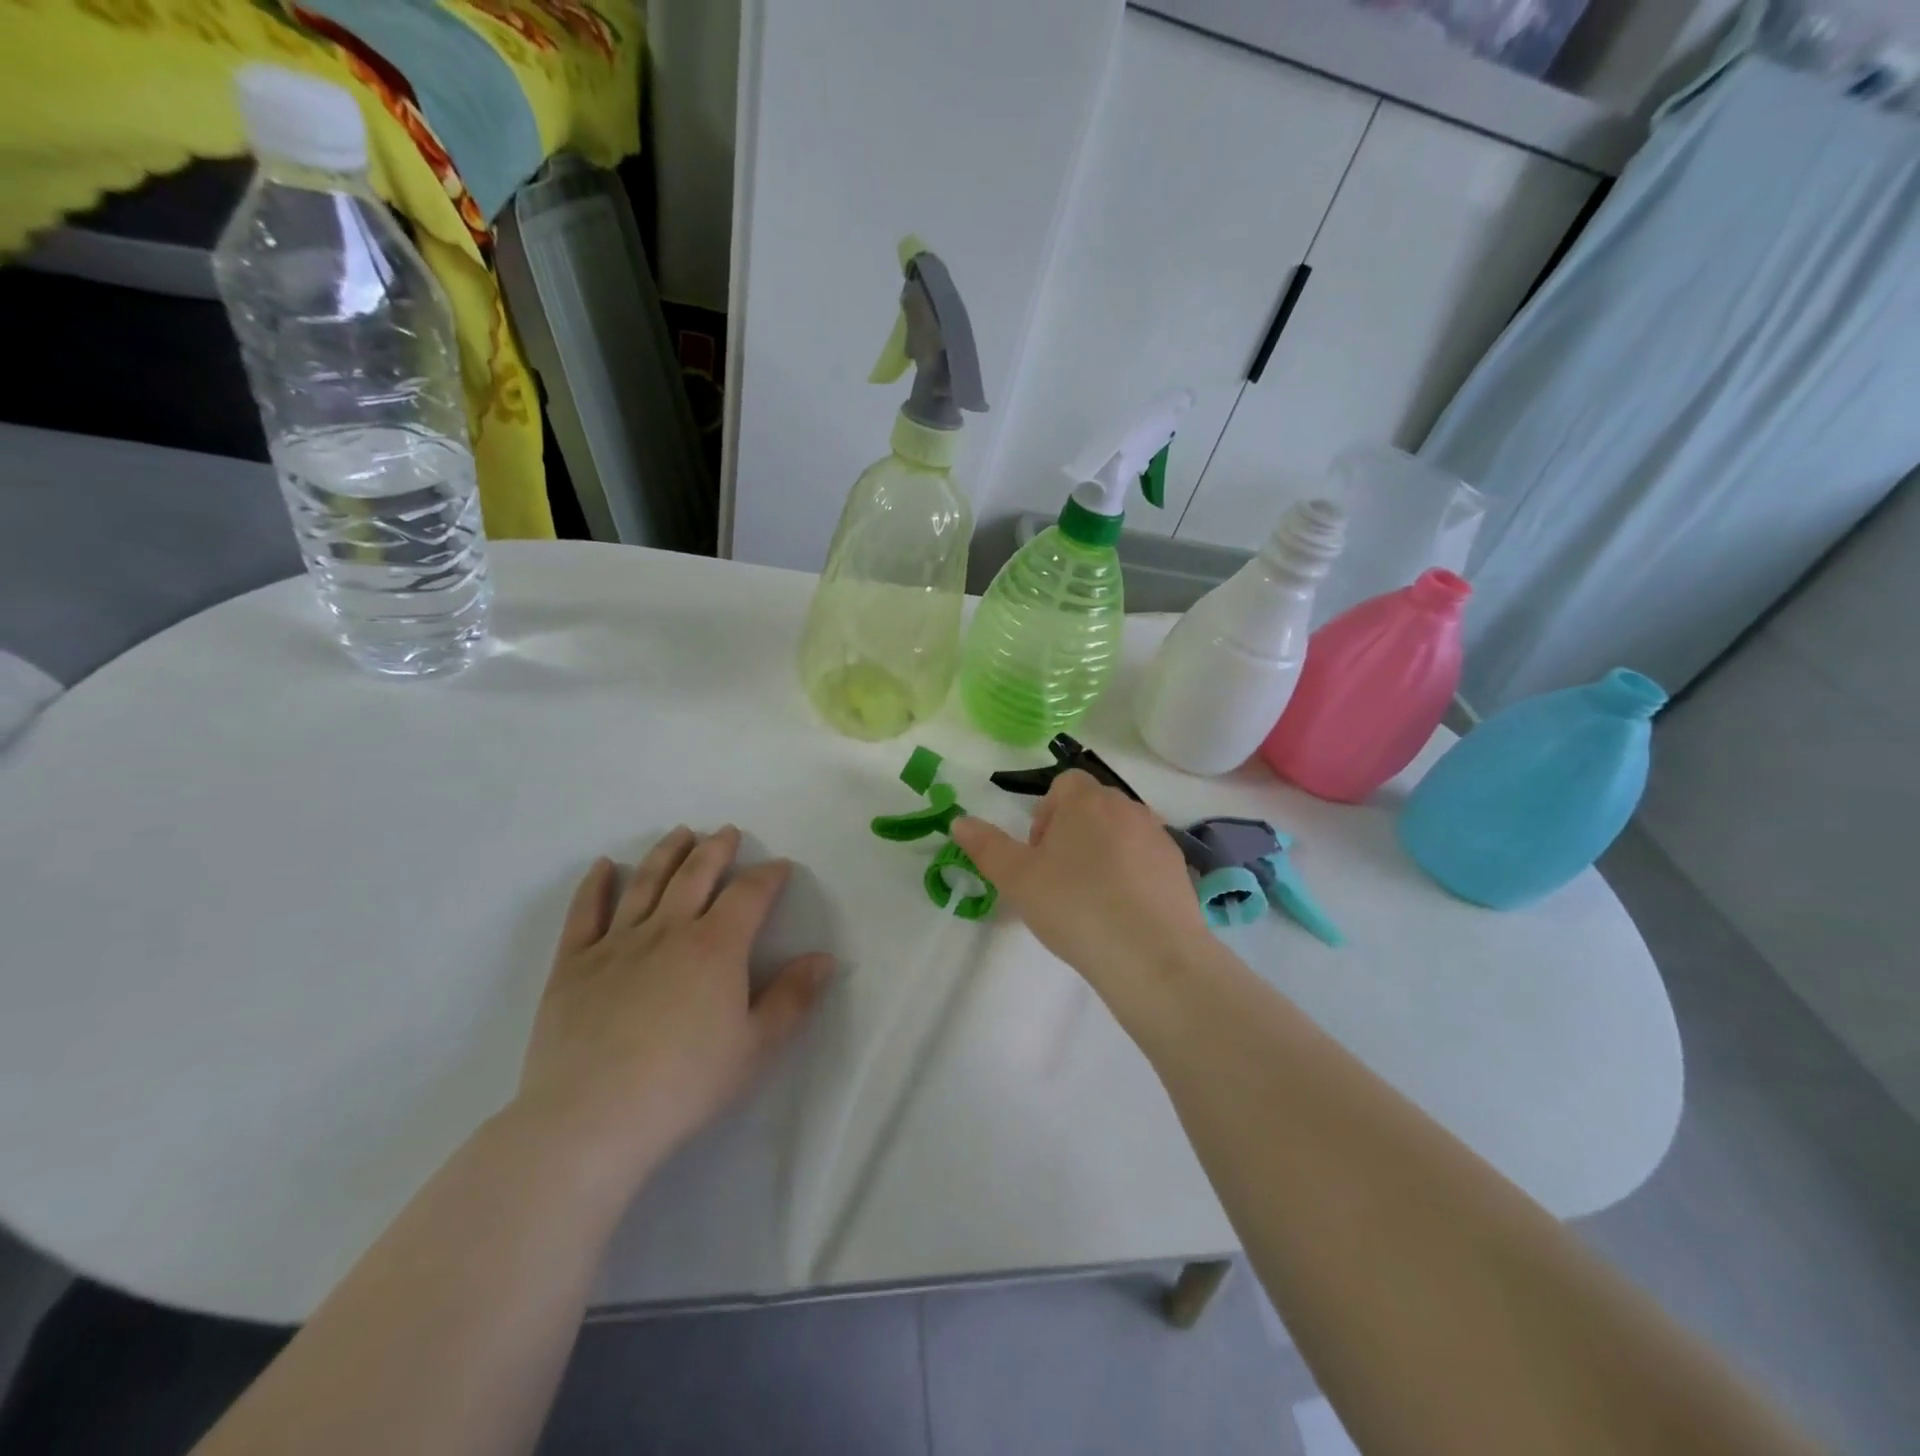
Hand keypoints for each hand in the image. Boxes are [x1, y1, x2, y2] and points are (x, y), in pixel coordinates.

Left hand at [514, 826, 833, 1184]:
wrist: (592, 1118)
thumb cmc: (686, 1083)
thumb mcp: (756, 1046)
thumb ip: (793, 997)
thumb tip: (824, 958)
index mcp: (716, 946)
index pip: (749, 894)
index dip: (769, 875)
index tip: (780, 867)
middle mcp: (668, 930)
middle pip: (696, 875)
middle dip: (717, 849)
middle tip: (727, 832)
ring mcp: (617, 943)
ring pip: (645, 883)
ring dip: (666, 853)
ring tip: (680, 833)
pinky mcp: (573, 964)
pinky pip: (585, 913)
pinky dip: (595, 885)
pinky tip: (604, 866)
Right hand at [952, 771, 1207, 998]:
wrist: (1151, 955)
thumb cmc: (1075, 906)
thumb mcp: (1017, 879)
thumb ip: (986, 846)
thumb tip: (959, 821)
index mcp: (1087, 800)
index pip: (1064, 784)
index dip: (1045, 813)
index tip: (1038, 854)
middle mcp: (1127, 807)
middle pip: (1092, 806)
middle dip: (1072, 832)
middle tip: (1056, 877)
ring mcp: (1158, 836)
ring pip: (1120, 832)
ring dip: (1102, 852)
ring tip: (1090, 898)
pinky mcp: (1179, 868)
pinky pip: (1145, 858)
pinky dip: (1130, 874)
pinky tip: (1121, 912)